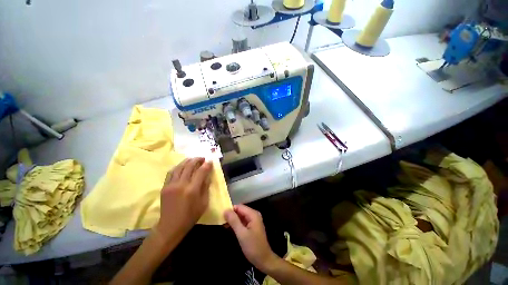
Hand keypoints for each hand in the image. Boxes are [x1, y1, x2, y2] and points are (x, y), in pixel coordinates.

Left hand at [156, 158, 212, 243]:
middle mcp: (181, 185)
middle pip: (189, 166)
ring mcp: (171, 185)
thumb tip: (207, 176)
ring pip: (179, 167)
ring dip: (187, 161)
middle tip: (202, 158)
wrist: (170, 226)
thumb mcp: (204, 203)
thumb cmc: (190, 216)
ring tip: (193, 159)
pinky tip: (182, 166)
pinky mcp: (164, 187)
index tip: (210, 161)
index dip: (206, 165)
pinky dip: (178, 167)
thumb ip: (206, 187)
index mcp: (192, 190)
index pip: (201, 172)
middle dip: (197, 160)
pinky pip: (171, 172)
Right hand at [224, 205, 278, 271]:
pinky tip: (229, 227)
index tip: (221, 215)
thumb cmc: (253, 247)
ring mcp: (253, 221)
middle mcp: (254, 215)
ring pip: (241, 216)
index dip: (230, 209)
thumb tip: (225, 210)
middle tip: (221, 220)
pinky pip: (243, 221)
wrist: (263, 260)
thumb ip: (234, 221)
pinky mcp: (252, 226)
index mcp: (253, 214)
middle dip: (231, 214)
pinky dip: (236, 224)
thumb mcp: (241, 234)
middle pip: (240, 210)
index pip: (239, 207)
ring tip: (223, 224)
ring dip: (233, 219)